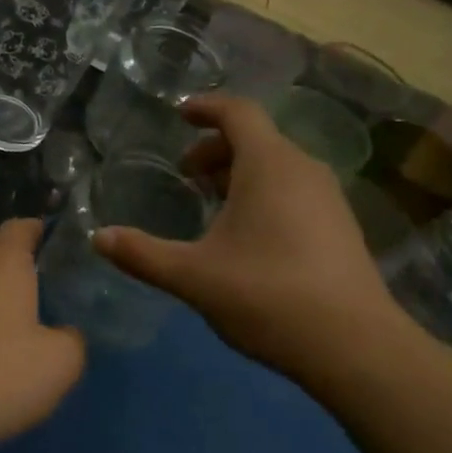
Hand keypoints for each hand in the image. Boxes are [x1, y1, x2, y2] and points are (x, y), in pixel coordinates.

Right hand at [92, 94, 417, 382]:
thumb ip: (142, 254)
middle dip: (216, 148)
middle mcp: (303, 169)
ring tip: (212, 203)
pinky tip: (248, 237)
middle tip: (186, 175)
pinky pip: (294, 190)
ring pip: (277, 167)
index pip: (237, 112)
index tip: (179, 115)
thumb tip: (98, 238)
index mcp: (269, 165)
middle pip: (257, 139)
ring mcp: (329, 198)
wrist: (353, 345)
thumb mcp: (193, 276)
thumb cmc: (267, 295)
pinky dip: (264, 194)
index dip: (205, 107)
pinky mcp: (341, 227)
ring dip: (240, 173)